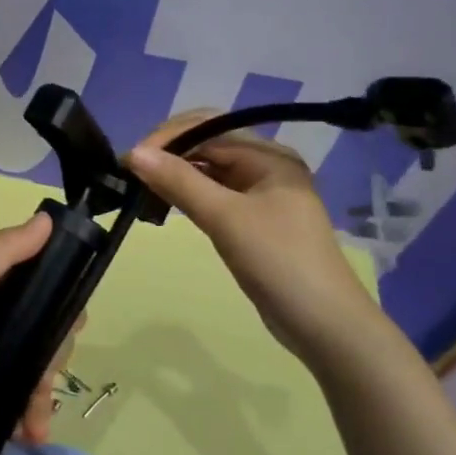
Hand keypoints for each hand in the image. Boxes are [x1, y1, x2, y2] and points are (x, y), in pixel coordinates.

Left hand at [0, 211, 78, 441]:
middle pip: (45, 338)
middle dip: (53, 362)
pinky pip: (16, 407)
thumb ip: (3, 252)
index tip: (72, 324)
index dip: (63, 305)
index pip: (45, 292)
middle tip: (44, 380)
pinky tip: (27, 434)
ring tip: (38, 426)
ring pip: (34, 376)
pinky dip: (27, 420)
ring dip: (43, 400)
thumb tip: (48, 219)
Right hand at [125, 112, 389, 360]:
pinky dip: (188, 194)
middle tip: (130, 174)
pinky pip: (213, 193)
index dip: (166, 138)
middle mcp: (266, 166)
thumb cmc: (279, 263)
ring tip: (140, 188)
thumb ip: (179, 182)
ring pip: (208, 170)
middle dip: (168, 153)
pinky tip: (165, 204)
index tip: (130, 160)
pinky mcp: (253, 219)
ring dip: (175, 174)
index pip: (208, 127)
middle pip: (207, 144)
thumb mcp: (225, 218)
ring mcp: (261, 194)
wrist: (325, 327)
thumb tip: (133, 152)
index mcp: (269, 156)